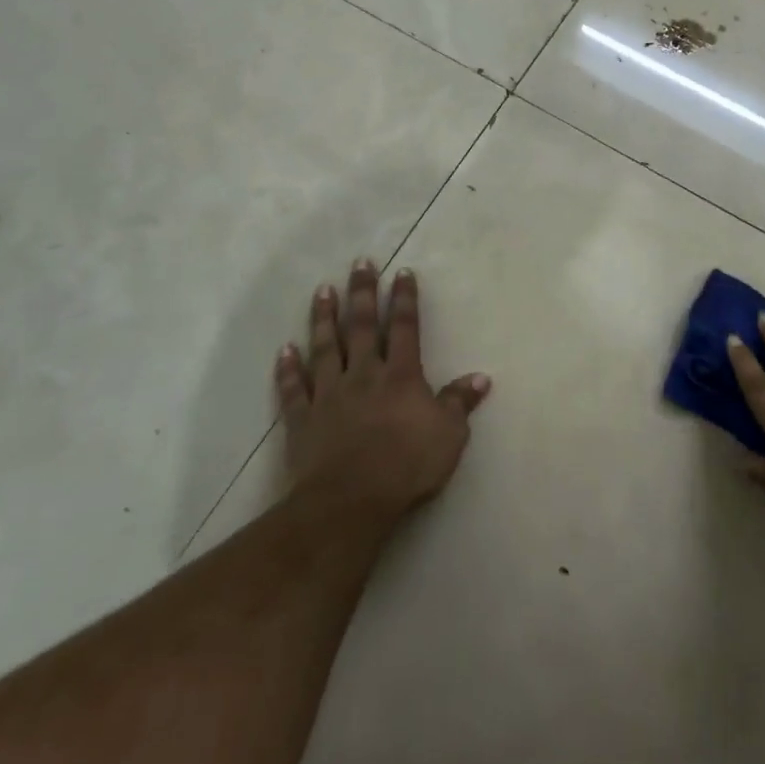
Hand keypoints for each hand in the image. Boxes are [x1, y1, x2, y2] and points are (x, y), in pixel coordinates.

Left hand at [277, 261, 490, 528]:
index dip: (405, 299)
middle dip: (363, 293)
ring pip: (325, 348)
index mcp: (401, 375)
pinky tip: (283, 350)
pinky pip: (293, 389)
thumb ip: (460, 403)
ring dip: (324, 318)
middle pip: (362, 326)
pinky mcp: (303, 419)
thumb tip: (481, 378)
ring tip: (323, 290)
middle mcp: (364, 374)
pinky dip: (287, 369)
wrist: (351, 500)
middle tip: (360, 263)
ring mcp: (329, 394)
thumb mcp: (449, 435)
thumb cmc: (407, 465)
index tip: (402, 272)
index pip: (404, 327)